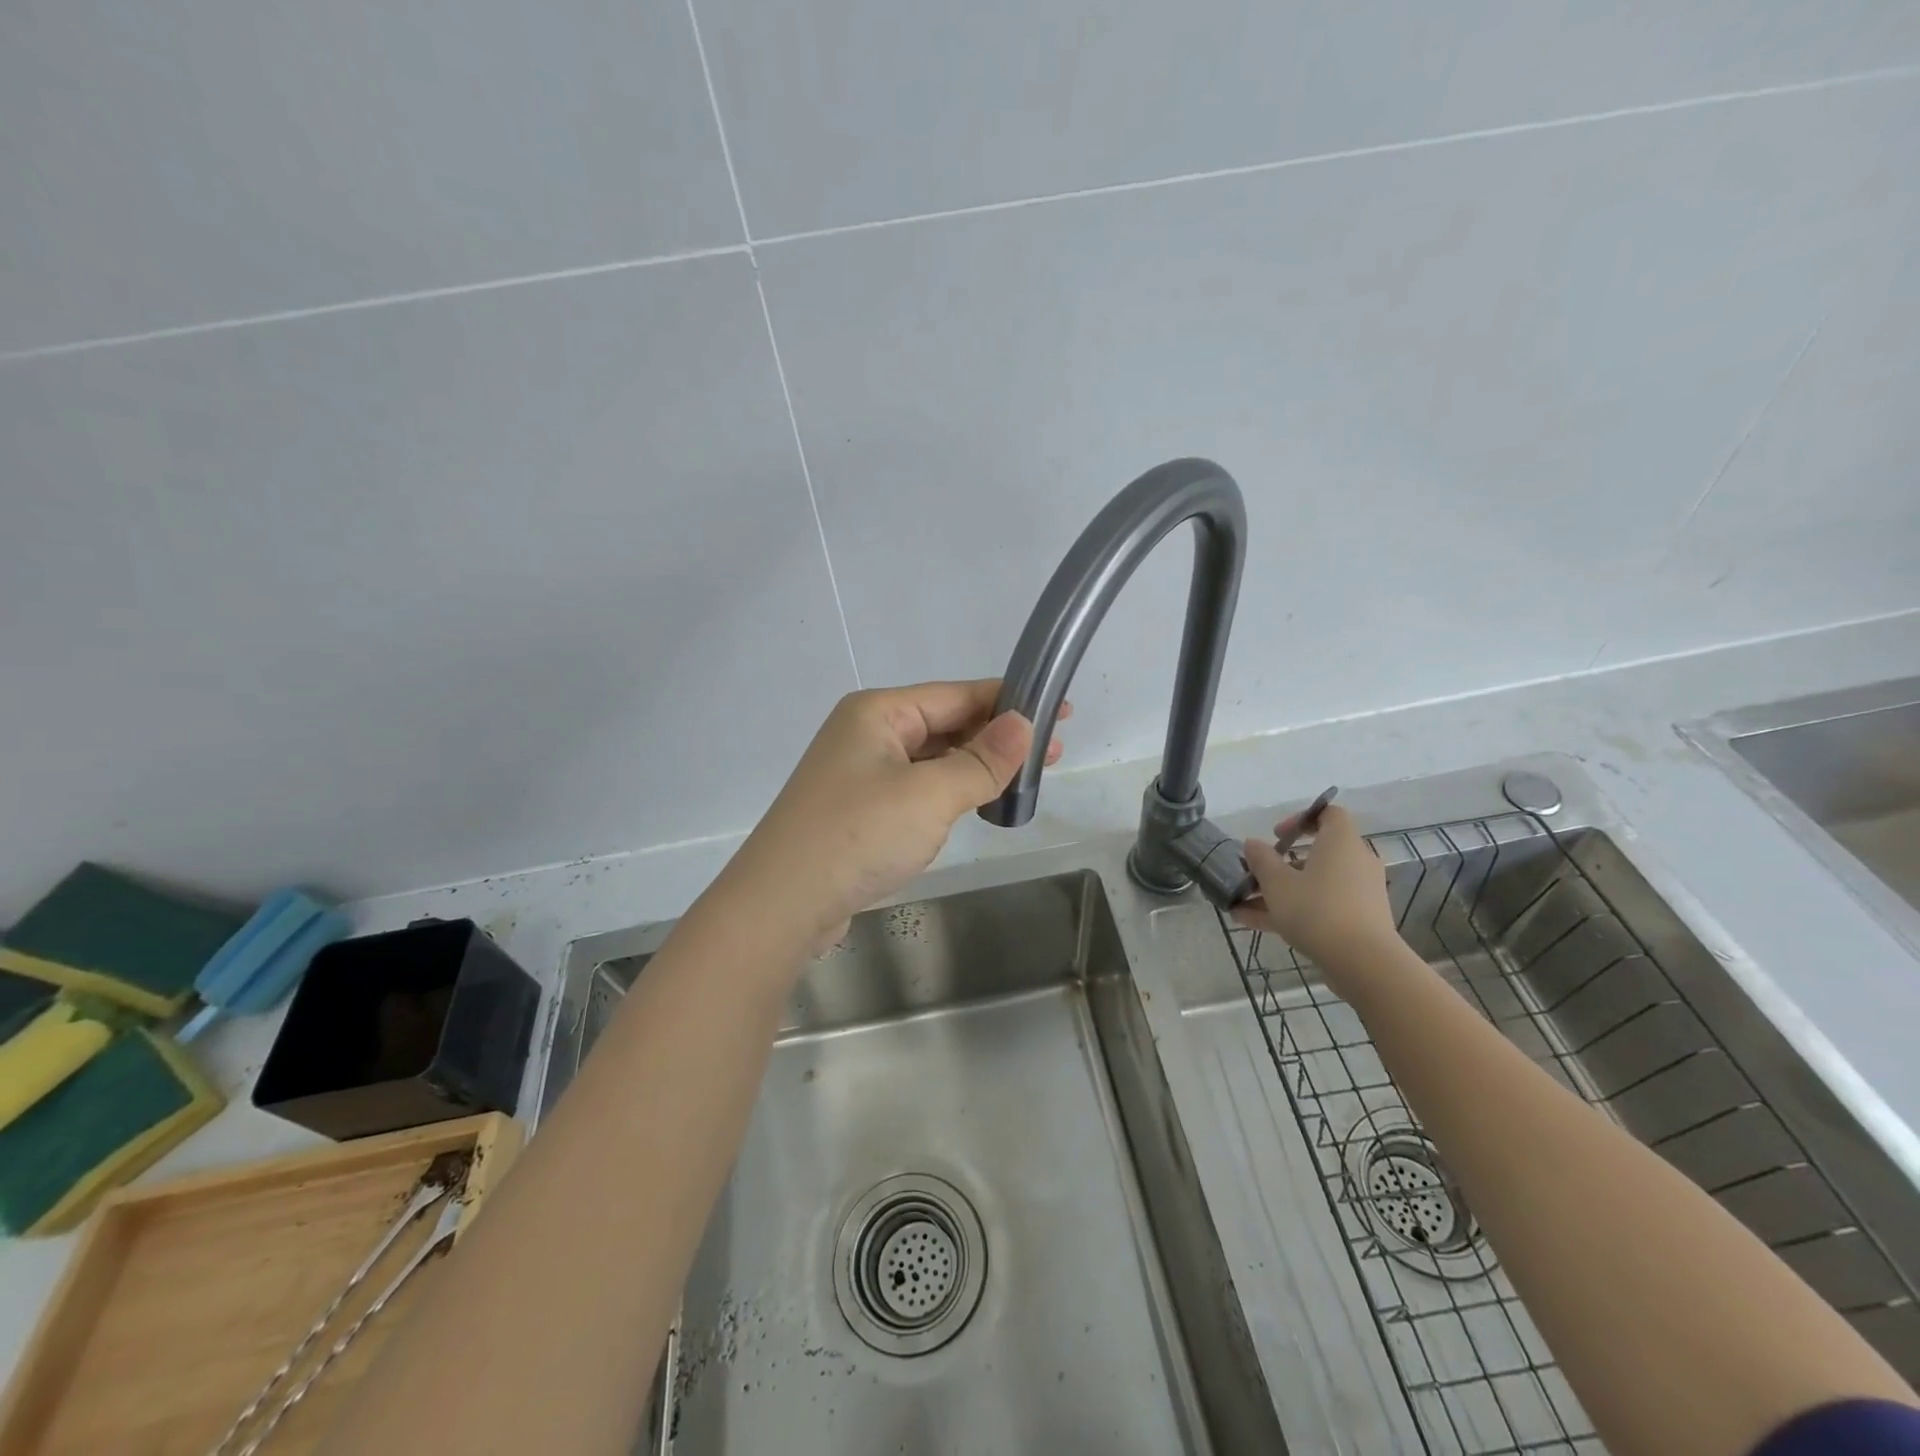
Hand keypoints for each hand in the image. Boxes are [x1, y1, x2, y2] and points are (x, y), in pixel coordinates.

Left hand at [713, 680, 1065, 954]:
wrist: (781, 905)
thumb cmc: (857, 836)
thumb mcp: (930, 795)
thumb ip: (982, 760)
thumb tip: (1024, 723)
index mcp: (878, 712)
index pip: (957, 695)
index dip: (1011, 702)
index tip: (1061, 712)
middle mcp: (866, 733)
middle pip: (945, 724)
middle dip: (997, 737)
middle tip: (1053, 754)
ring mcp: (859, 772)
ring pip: (932, 759)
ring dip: (975, 766)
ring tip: (1023, 780)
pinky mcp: (858, 810)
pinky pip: (916, 787)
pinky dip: (949, 791)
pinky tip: (975, 803)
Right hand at [1231, 805, 1399, 983]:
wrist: (1363, 962)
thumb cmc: (1317, 909)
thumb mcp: (1277, 882)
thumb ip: (1261, 860)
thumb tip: (1252, 844)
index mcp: (1340, 842)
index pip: (1329, 814)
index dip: (1301, 819)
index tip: (1276, 836)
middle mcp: (1355, 862)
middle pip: (1316, 853)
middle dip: (1280, 864)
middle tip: (1256, 873)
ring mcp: (1359, 893)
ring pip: (1314, 883)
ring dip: (1279, 891)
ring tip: (1242, 904)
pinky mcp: (1358, 920)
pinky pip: (1320, 905)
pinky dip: (1292, 910)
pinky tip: (1251, 922)